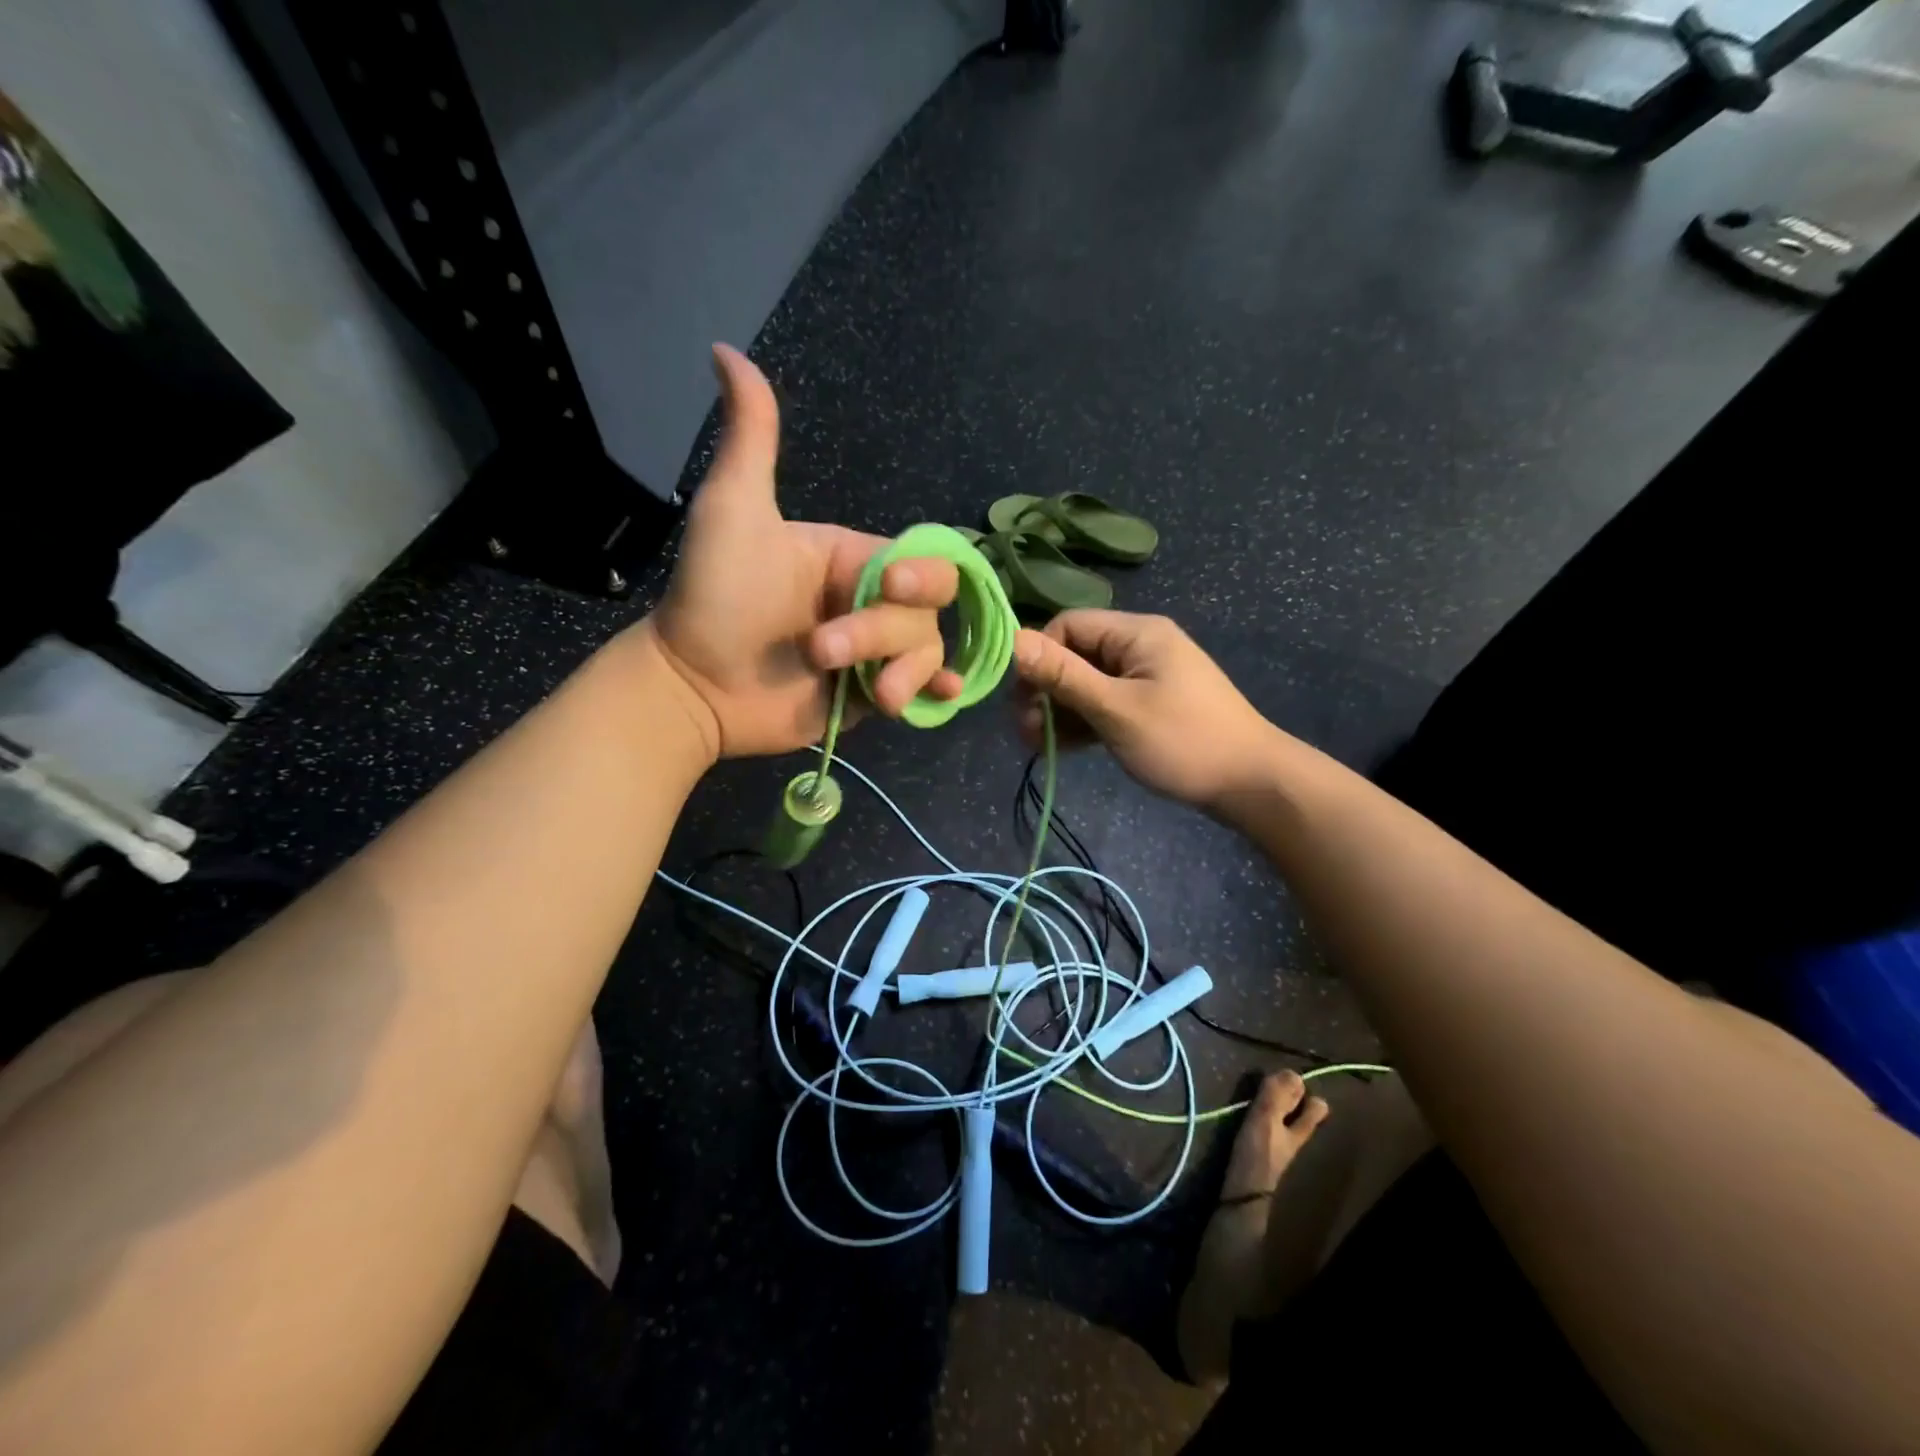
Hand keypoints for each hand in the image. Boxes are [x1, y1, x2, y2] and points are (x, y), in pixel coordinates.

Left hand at [644, 344, 962, 758]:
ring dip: (904, 671)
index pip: (915, 560)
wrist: (692, 685)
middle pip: (926, 610)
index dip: (920, 575)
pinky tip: (941, 694)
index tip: (890, 587)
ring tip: (870, 694)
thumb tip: (726, 350)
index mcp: (850, 558)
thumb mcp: (733, 512)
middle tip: (824, 651)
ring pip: (926, 651)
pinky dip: (935, 691)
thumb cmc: (714, 596)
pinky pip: (920, 690)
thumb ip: (751, 439)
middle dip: (885, 632)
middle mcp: (869, 602)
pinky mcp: (867, 695)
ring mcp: (872, 653)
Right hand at [1011, 611, 1280, 811]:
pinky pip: (1103, 704)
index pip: (1068, 626)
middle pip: (1074, 656)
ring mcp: (1144, 678)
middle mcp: (1138, 647)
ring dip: (1058, 711)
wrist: (1250, 783)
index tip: (1021, 699)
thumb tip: (1013, 639)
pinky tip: (1062, 747)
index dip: (1039, 658)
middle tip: (1026, 732)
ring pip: (1085, 684)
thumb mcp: (1116, 709)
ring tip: (1039, 746)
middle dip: (1045, 691)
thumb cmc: (1183, 741)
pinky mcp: (1147, 705)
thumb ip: (1064, 676)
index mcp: (1136, 634)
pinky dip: (1082, 722)